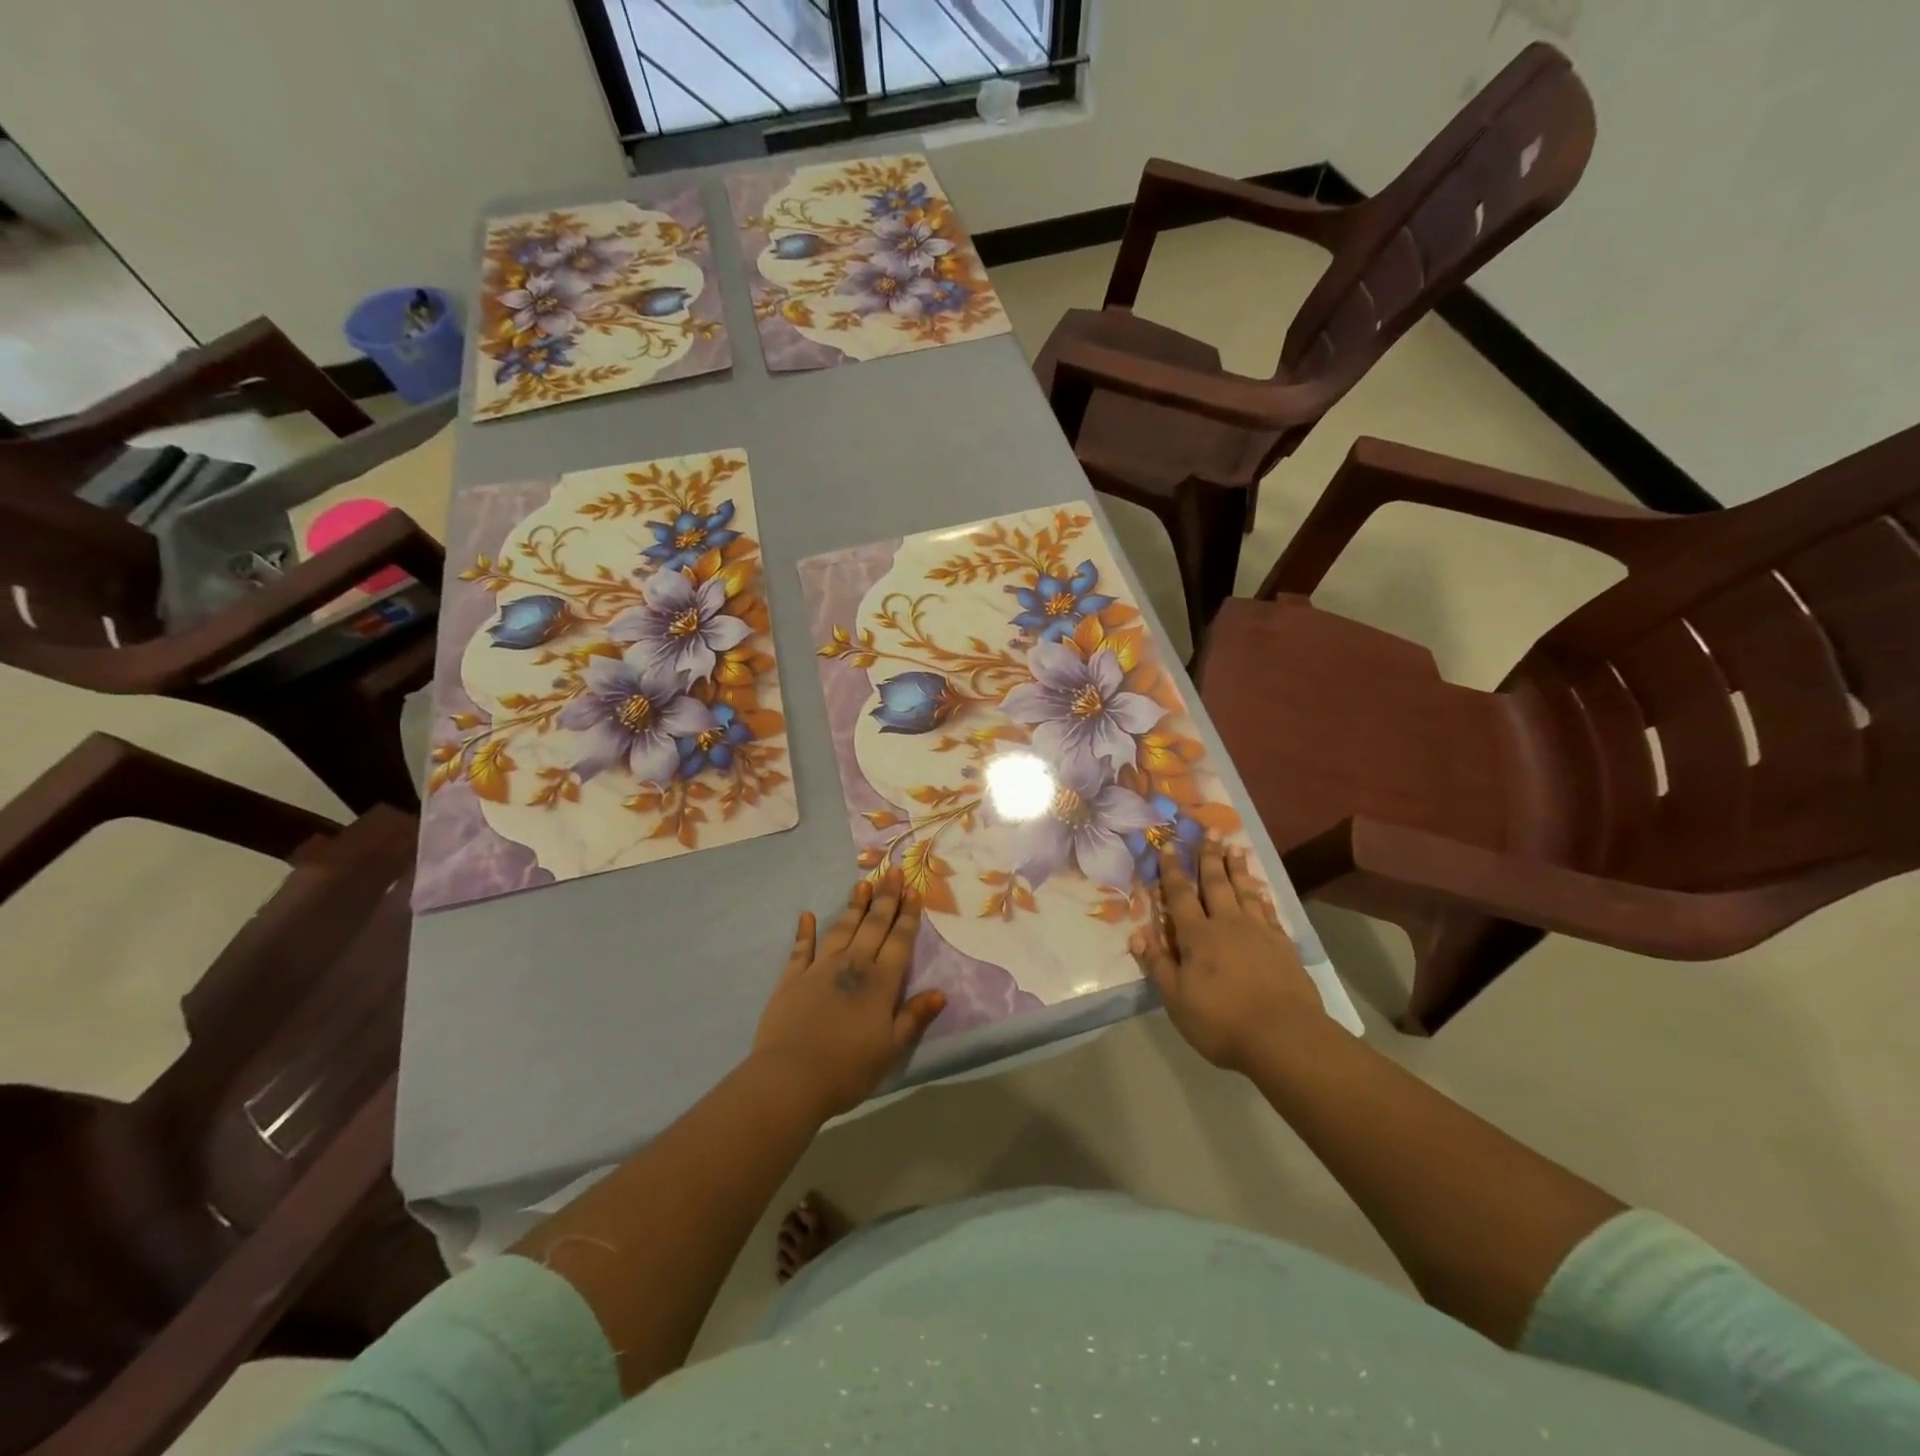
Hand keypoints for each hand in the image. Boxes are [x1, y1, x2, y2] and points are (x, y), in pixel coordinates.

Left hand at [752, 870, 946, 1118]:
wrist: (791, 1078)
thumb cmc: (848, 1069)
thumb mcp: (891, 1049)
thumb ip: (914, 1017)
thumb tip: (941, 992)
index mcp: (880, 982)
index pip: (899, 941)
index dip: (908, 915)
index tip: (914, 890)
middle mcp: (852, 965)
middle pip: (873, 925)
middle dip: (885, 898)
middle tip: (893, 871)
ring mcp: (819, 968)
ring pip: (842, 928)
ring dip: (853, 906)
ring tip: (862, 882)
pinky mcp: (791, 978)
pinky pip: (801, 948)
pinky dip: (804, 930)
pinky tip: (807, 915)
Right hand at [1131, 841, 1321, 1072]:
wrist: (1285, 1037)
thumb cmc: (1221, 1021)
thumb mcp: (1177, 1000)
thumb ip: (1158, 965)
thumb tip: (1136, 935)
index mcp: (1197, 936)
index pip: (1180, 895)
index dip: (1172, 870)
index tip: (1167, 845)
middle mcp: (1227, 924)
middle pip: (1216, 883)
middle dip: (1210, 856)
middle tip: (1210, 830)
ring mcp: (1259, 932)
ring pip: (1245, 891)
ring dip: (1238, 868)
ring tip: (1235, 847)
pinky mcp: (1283, 945)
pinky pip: (1269, 911)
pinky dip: (1262, 895)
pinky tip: (1261, 889)